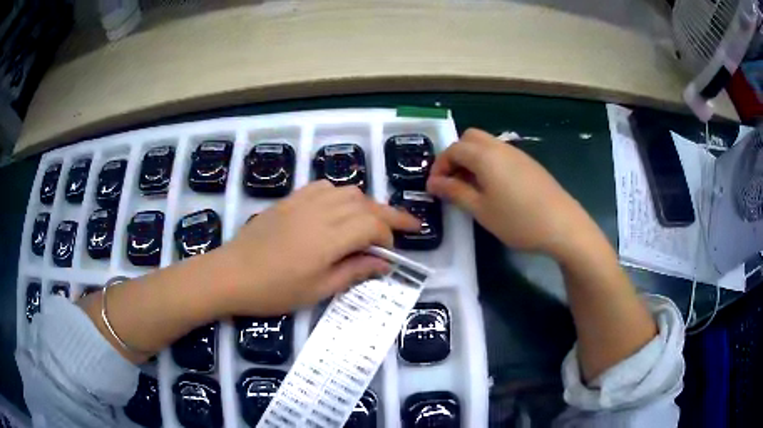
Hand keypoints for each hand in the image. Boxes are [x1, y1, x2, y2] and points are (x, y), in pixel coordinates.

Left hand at [220, 180, 420, 314]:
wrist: (231, 274)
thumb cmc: (274, 290)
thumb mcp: (318, 290)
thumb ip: (354, 272)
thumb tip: (384, 264)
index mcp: (329, 238)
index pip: (373, 225)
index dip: (389, 236)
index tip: (390, 254)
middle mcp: (320, 212)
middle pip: (365, 203)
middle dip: (388, 215)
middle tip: (404, 227)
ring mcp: (303, 202)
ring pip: (346, 191)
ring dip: (365, 204)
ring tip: (369, 222)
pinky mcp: (289, 200)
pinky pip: (323, 187)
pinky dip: (340, 195)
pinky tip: (337, 211)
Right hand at [426, 128, 592, 256]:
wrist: (563, 225)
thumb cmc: (518, 220)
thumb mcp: (481, 210)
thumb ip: (455, 192)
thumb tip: (433, 183)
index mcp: (485, 156)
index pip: (453, 149)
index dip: (439, 166)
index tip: (435, 187)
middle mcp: (500, 147)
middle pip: (470, 138)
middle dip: (456, 156)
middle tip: (453, 181)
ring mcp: (518, 154)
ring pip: (487, 145)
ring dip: (472, 159)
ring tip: (471, 188)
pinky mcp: (529, 164)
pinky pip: (501, 155)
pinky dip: (489, 164)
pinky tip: (494, 189)